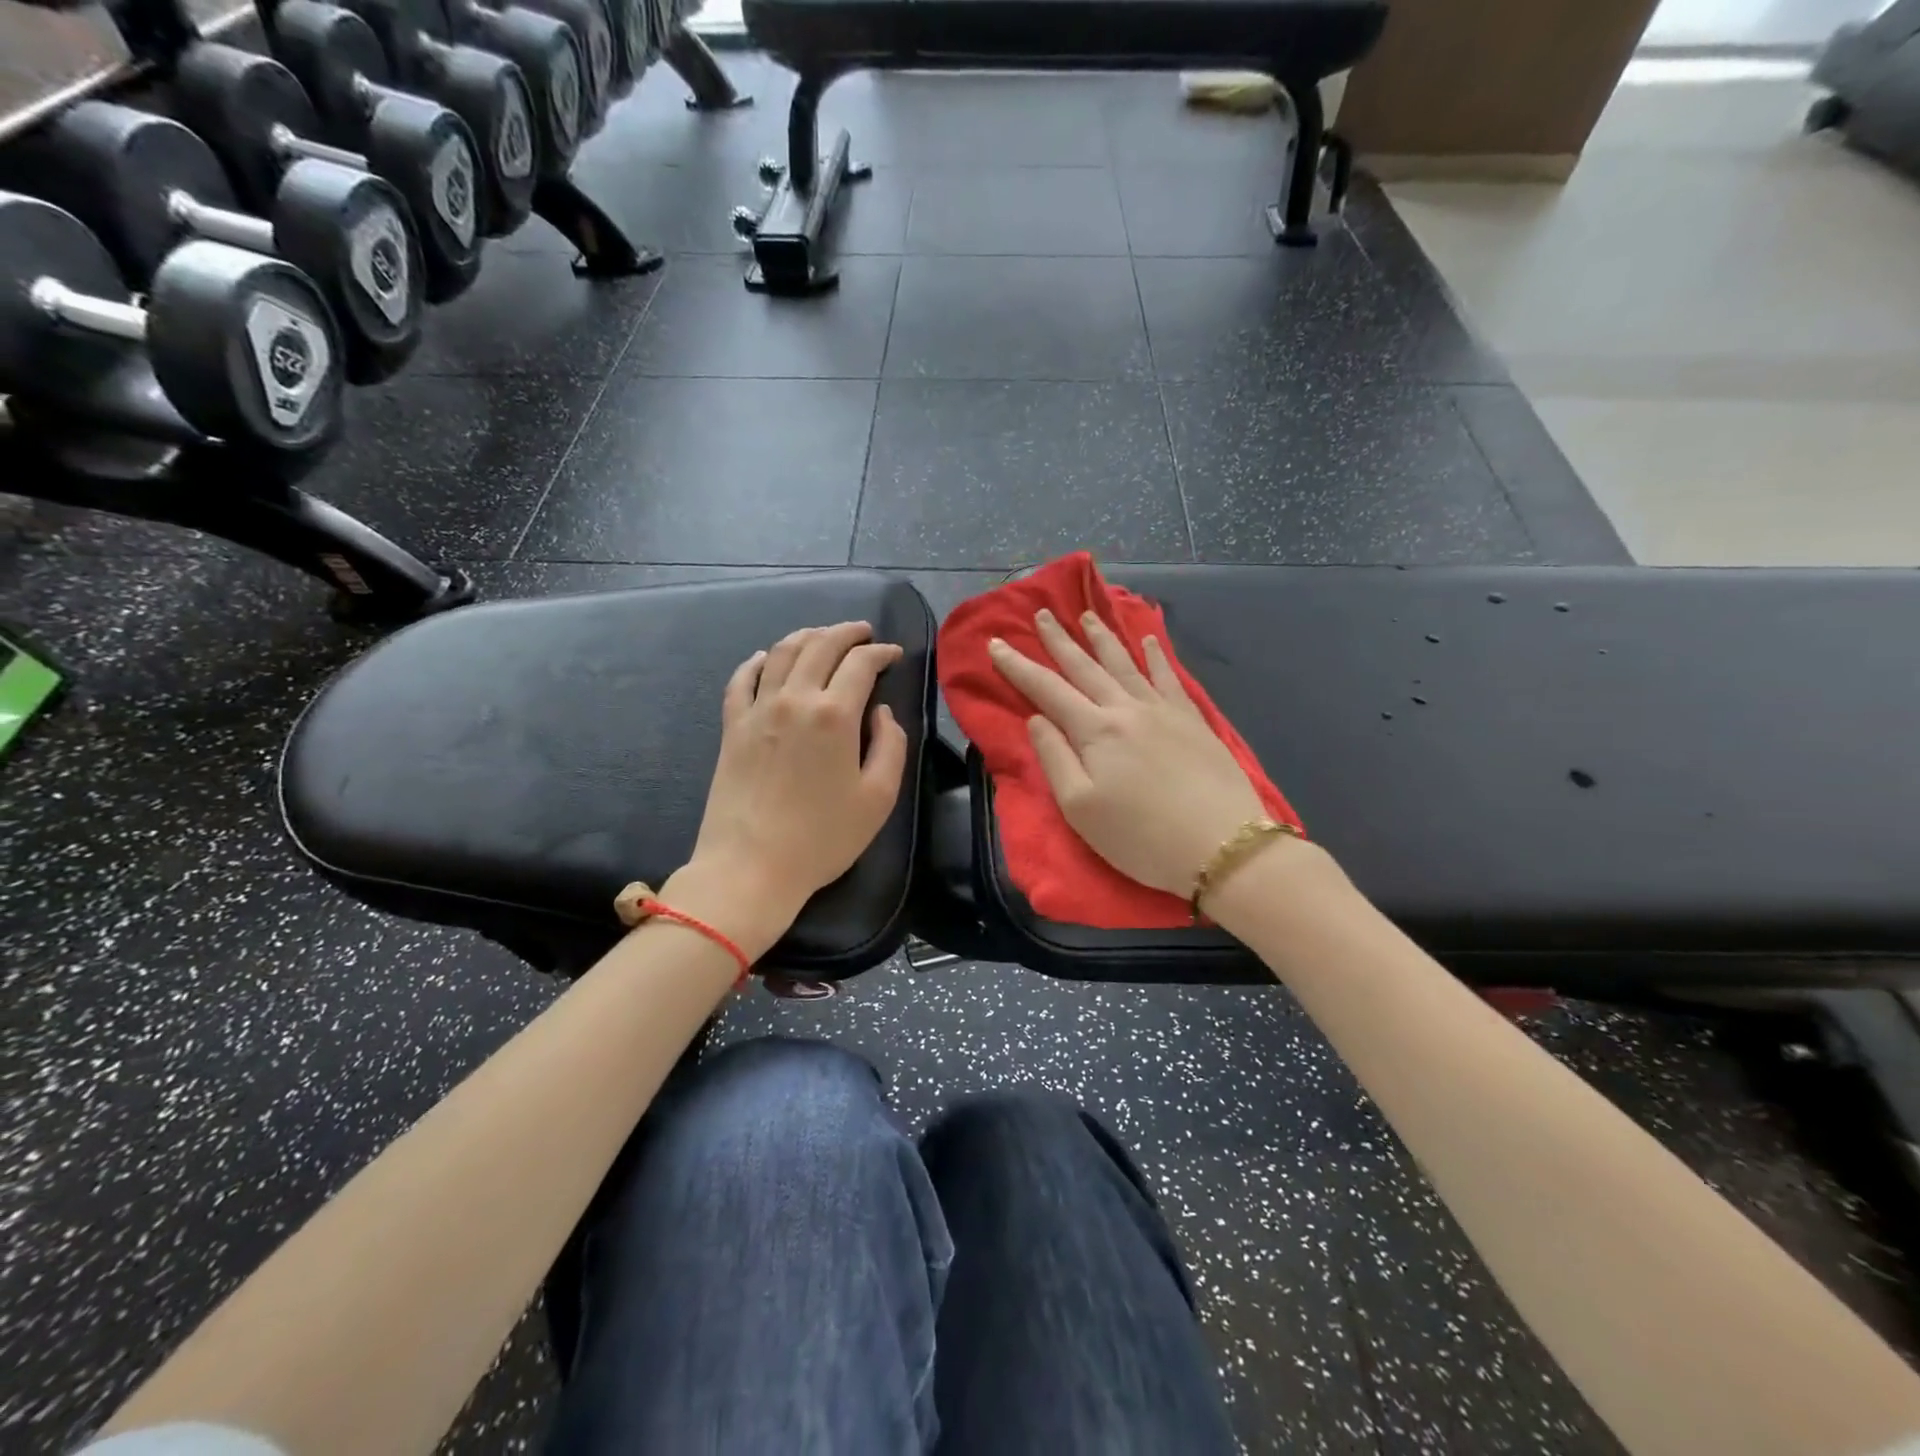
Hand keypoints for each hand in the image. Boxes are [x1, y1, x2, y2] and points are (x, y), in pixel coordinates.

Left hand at [674, 621, 908, 956]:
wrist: (750, 867)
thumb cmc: (822, 838)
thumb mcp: (878, 798)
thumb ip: (890, 746)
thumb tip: (880, 713)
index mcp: (835, 714)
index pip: (861, 663)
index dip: (881, 652)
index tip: (894, 654)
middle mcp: (794, 699)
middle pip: (820, 646)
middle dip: (846, 632)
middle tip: (864, 632)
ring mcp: (757, 710)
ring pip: (781, 653)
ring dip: (807, 636)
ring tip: (823, 636)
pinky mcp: (732, 727)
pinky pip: (741, 680)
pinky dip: (757, 661)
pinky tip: (766, 658)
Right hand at [988, 608, 1267, 898]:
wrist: (1223, 845)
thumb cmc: (1141, 836)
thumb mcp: (1080, 808)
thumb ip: (1055, 758)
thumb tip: (1038, 718)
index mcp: (1094, 731)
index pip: (1047, 689)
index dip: (1018, 666)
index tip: (995, 643)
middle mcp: (1126, 709)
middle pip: (1085, 667)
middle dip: (1060, 640)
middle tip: (1042, 613)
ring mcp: (1163, 711)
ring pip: (1125, 664)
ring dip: (1102, 638)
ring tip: (1087, 615)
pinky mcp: (1193, 721)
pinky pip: (1169, 677)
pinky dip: (1156, 655)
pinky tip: (1149, 640)